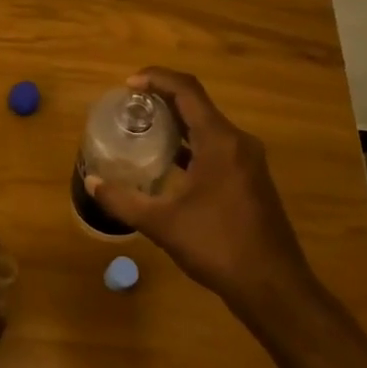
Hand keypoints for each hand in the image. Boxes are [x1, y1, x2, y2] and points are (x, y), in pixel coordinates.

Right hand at [86, 67, 313, 312]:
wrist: (274, 288)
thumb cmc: (218, 247)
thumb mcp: (162, 224)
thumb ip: (124, 200)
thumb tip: (92, 182)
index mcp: (220, 141)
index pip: (186, 91)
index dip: (156, 79)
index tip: (127, 84)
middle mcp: (238, 142)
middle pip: (197, 104)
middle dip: (162, 98)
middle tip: (129, 106)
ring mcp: (248, 161)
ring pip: (208, 126)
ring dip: (177, 121)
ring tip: (144, 128)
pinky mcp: (251, 179)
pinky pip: (217, 145)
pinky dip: (191, 143)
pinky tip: (170, 161)